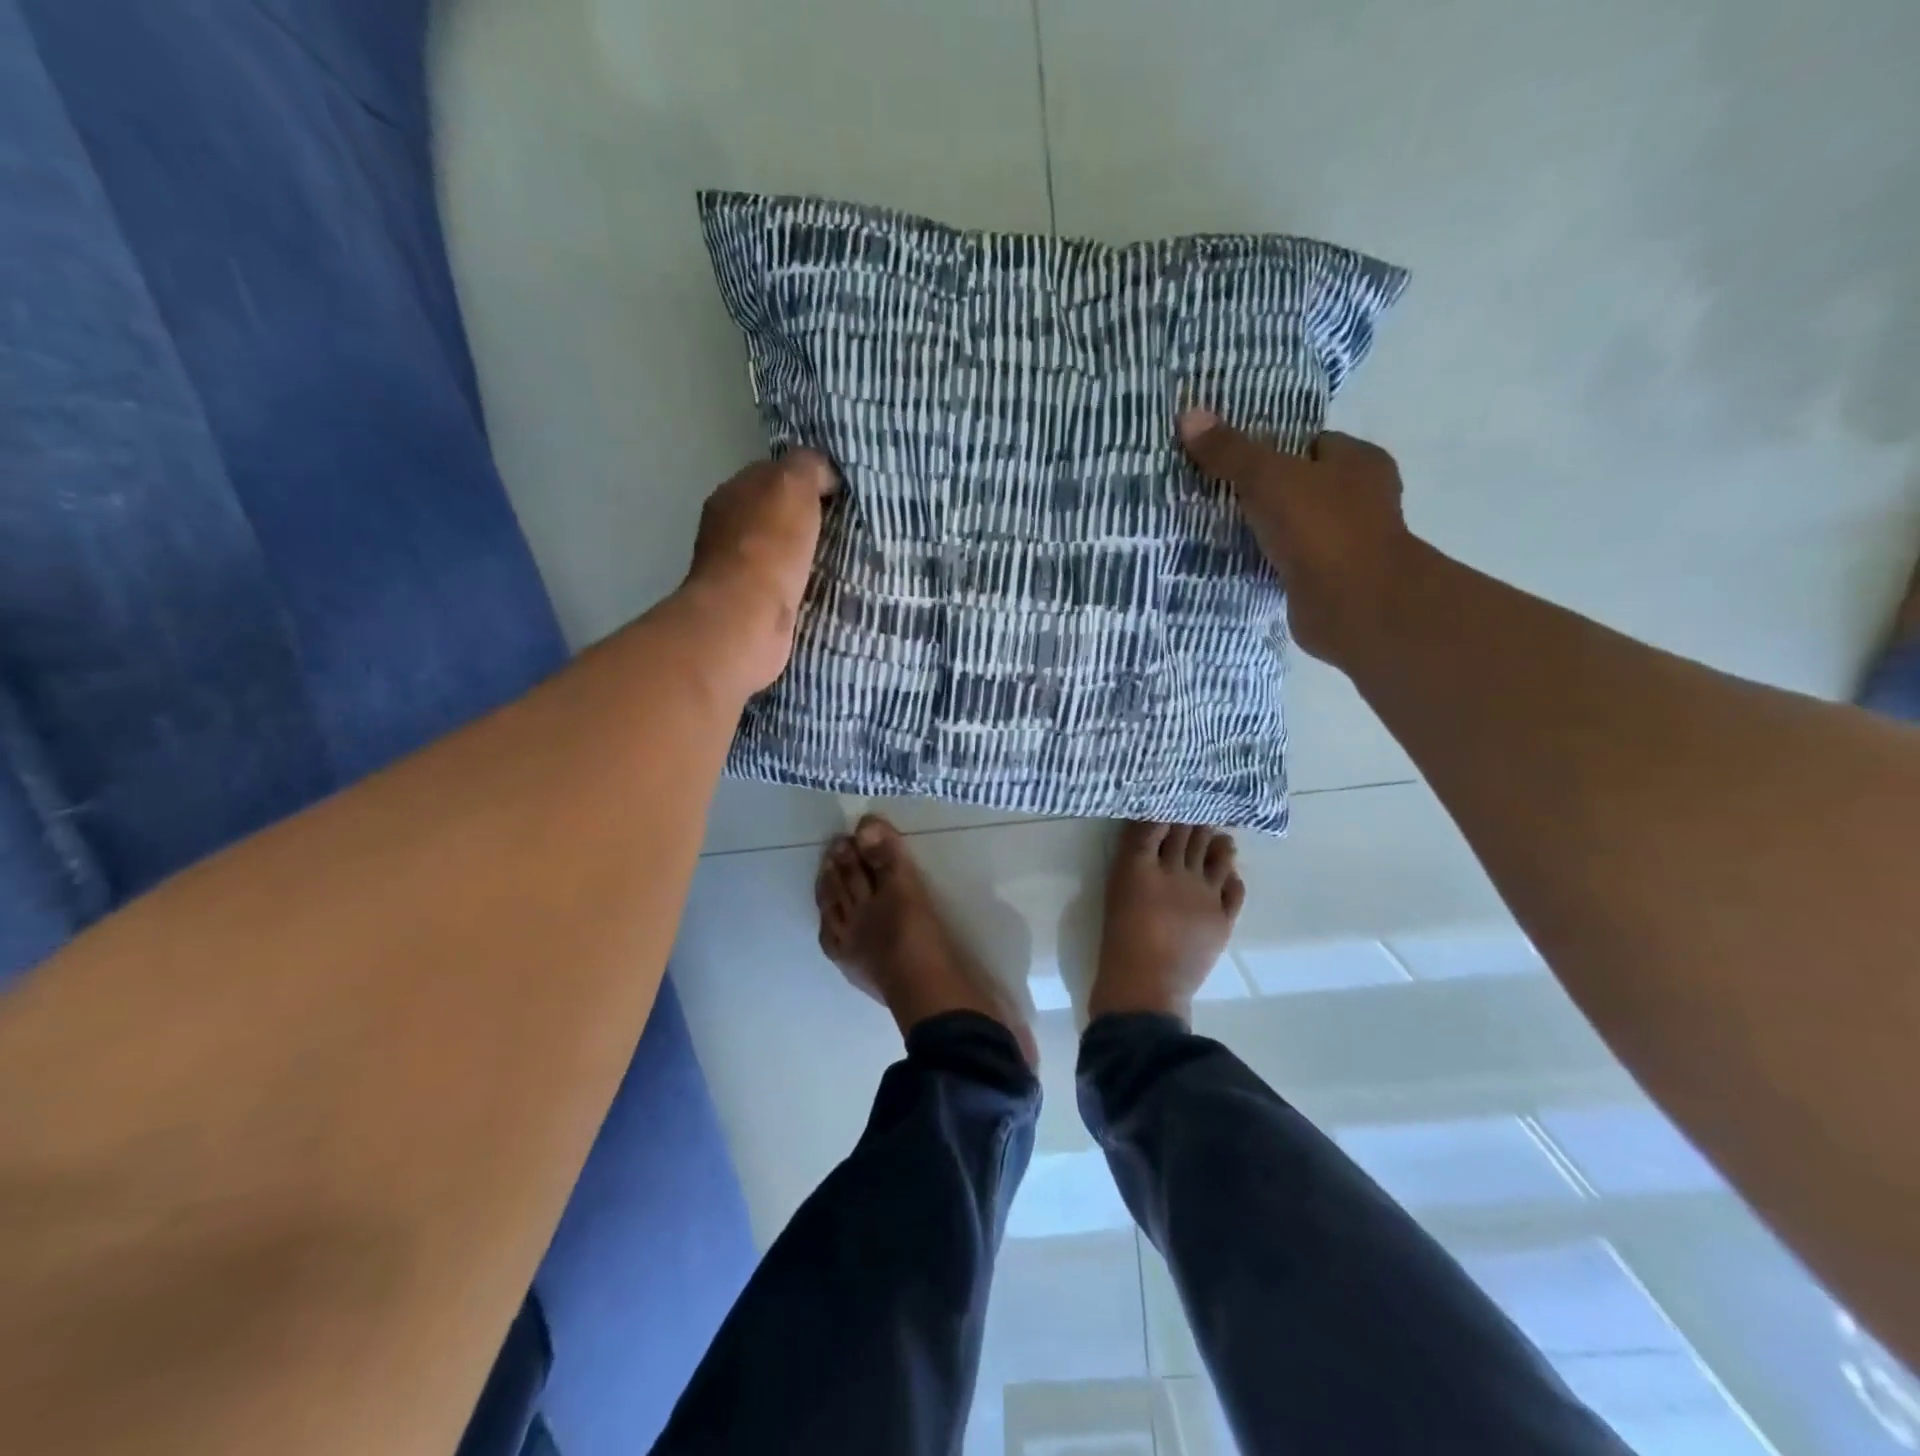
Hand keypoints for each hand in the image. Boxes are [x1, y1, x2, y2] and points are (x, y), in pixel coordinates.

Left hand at [681, 450, 837, 692]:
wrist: (747, 618)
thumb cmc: (769, 545)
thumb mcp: (793, 484)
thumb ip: (808, 466)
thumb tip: (824, 473)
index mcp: (733, 492)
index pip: (773, 474)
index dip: (807, 478)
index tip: (842, 491)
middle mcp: (730, 528)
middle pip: (777, 515)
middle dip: (809, 519)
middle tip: (851, 525)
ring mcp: (739, 570)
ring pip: (783, 552)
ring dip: (808, 554)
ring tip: (847, 557)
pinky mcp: (753, 606)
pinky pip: (787, 585)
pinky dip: (804, 584)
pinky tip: (828, 587)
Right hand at [1179, 410, 1415, 662]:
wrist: (1352, 603)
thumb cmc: (1320, 527)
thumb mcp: (1267, 477)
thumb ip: (1230, 451)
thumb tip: (1188, 413)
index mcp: (1360, 462)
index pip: (1314, 443)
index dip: (1276, 448)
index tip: (1236, 458)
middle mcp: (1362, 499)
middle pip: (1304, 486)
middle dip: (1268, 491)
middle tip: (1219, 494)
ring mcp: (1349, 543)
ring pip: (1298, 527)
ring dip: (1268, 530)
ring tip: (1220, 528)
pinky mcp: (1331, 581)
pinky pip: (1292, 563)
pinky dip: (1271, 563)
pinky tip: (1239, 563)